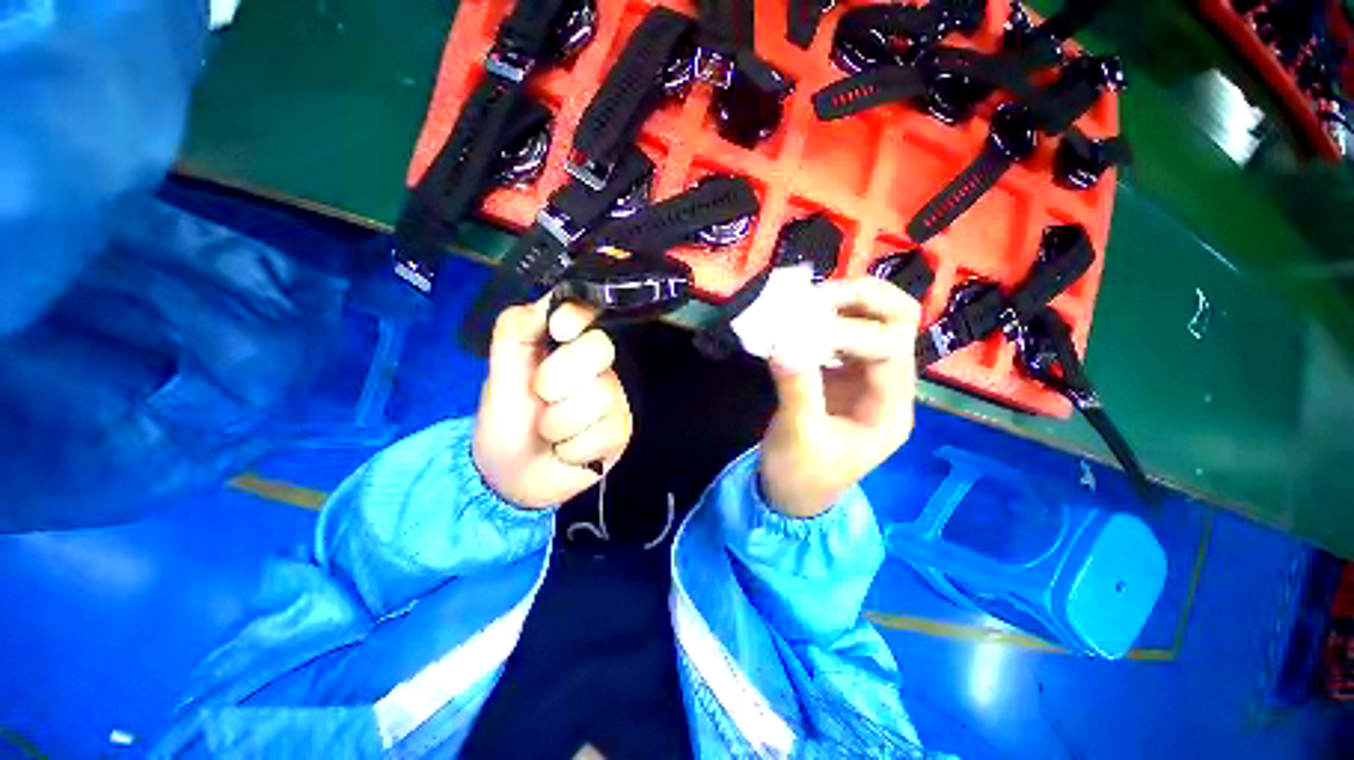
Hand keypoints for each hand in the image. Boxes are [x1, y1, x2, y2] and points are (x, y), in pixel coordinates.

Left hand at [473, 296, 632, 508]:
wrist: (514, 479)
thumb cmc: (506, 422)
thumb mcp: (498, 375)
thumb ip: (515, 334)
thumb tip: (546, 303)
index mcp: (566, 347)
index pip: (587, 313)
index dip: (578, 315)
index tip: (559, 330)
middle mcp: (597, 367)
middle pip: (599, 350)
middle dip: (558, 378)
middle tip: (540, 396)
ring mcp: (613, 399)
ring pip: (599, 396)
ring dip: (559, 422)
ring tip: (548, 433)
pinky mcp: (621, 430)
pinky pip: (604, 432)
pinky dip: (573, 448)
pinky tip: (566, 450)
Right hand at [760, 278, 921, 517]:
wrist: (792, 494)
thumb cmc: (801, 475)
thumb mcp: (798, 438)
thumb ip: (797, 391)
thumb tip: (784, 345)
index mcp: (889, 409)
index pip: (888, 351)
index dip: (849, 332)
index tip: (802, 328)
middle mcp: (887, 385)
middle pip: (899, 321)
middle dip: (863, 299)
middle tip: (818, 296)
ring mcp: (864, 375)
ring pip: (874, 319)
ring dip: (844, 302)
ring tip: (805, 302)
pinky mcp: (840, 373)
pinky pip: (842, 331)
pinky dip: (824, 317)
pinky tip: (799, 320)